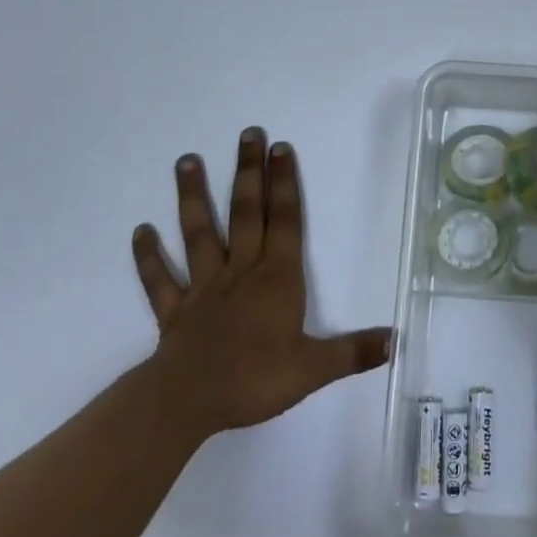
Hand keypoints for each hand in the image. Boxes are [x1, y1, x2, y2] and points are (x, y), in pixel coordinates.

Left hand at [133, 128, 390, 438]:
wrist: (189, 402)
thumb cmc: (255, 379)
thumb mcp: (314, 368)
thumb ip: (354, 352)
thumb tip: (396, 340)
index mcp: (276, 278)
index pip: (285, 221)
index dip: (285, 183)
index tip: (281, 148)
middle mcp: (241, 271)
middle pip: (246, 213)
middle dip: (249, 172)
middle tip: (248, 133)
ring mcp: (204, 287)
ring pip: (199, 234)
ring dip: (193, 197)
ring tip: (187, 160)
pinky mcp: (175, 310)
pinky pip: (160, 280)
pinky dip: (148, 257)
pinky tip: (140, 231)